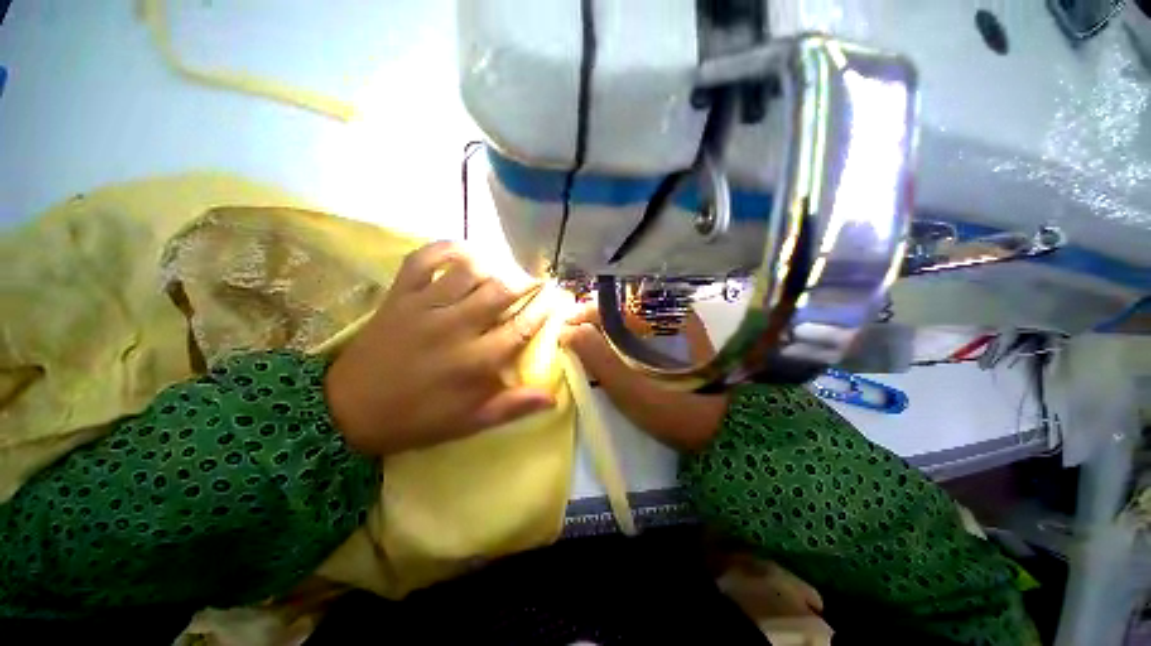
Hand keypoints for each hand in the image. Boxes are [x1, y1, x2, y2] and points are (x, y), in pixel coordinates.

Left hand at [325, 242, 554, 455]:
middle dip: (526, 282)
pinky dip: (447, 248)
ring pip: (470, 270)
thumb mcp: (470, 422)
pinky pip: (425, 259)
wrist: (348, 411)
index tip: (559, 296)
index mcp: (475, 361)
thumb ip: (513, 407)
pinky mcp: (399, 295)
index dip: (545, 308)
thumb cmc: (417, 419)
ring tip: (504, 271)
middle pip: (501, 291)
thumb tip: (553, 397)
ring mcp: (425, 306)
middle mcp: (455, 327)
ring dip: (494, 266)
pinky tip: (464, 252)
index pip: (523, 326)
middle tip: (536, 282)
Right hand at [561, 309, 726, 452]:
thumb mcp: (631, 388)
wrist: (717, 430)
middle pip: (622, 308)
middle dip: (593, 320)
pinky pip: (640, 329)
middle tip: (573, 336)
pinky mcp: (676, 339)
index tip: (565, 328)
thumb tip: (567, 331)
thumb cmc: (674, 411)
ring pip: (630, 318)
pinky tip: (608, 350)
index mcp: (665, 320)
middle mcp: (672, 315)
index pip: (617, 305)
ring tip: (585, 342)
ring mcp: (676, 326)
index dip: (586, 314)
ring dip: (605, 328)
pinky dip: (619, 336)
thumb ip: (598, 358)